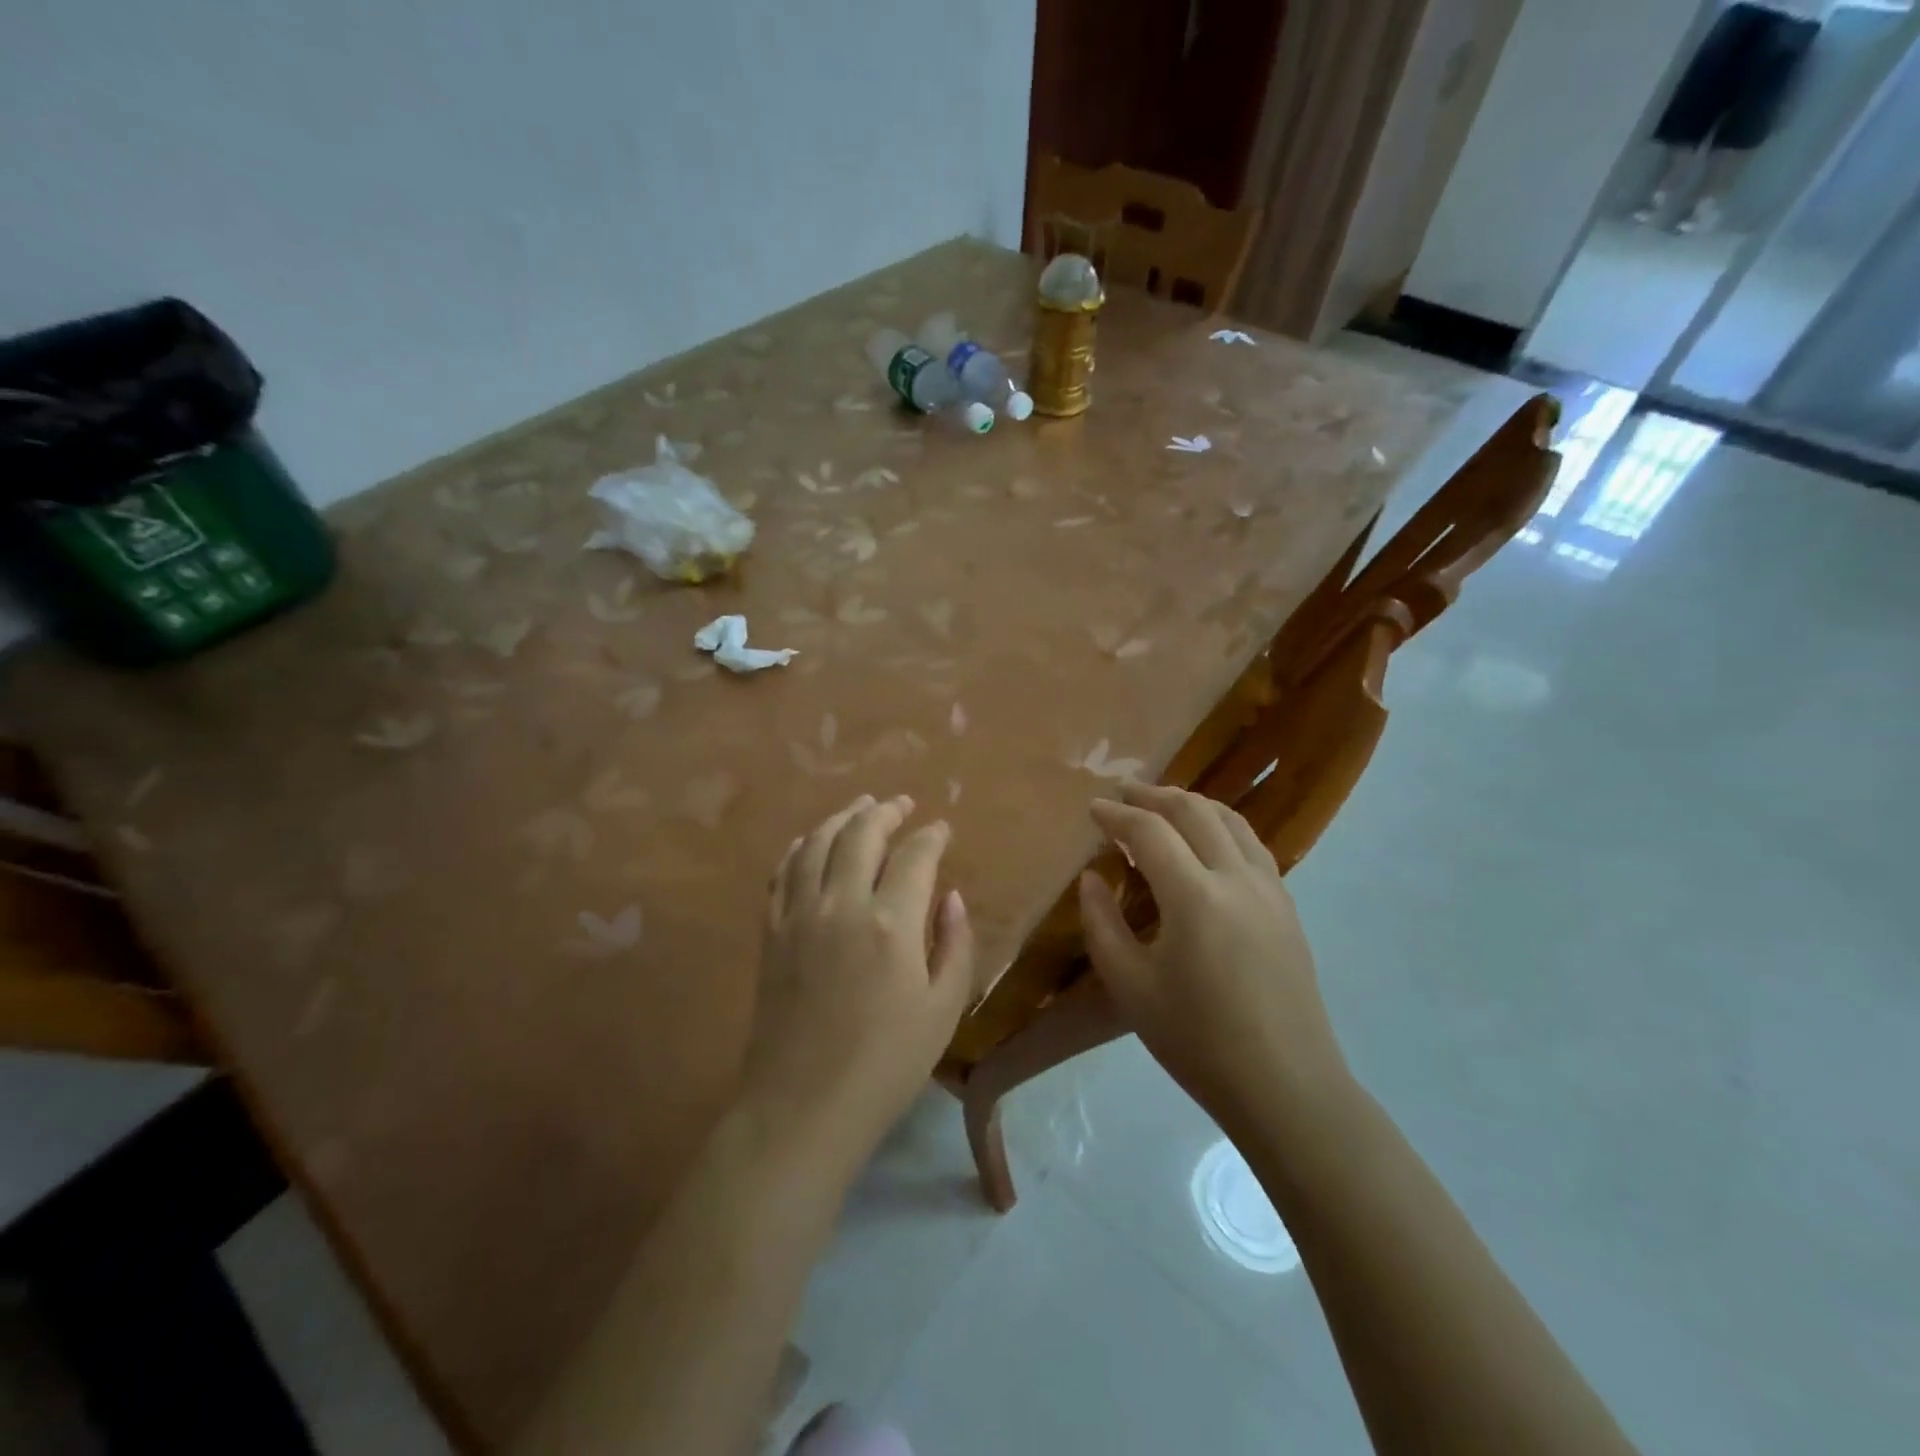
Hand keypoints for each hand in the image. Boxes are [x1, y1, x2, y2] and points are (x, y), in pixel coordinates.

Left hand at [743, 794, 975, 1166]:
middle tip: (901, 804)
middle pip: (861, 834)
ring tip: (860, 806)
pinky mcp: (771, 933)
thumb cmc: (885, 1065)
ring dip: (842, 818)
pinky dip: (800, 847)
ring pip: (817, 844)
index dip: (932, 836)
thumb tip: (951, 896)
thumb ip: (954, 944)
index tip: (942, 829)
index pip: (915, 856)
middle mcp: (842, 904)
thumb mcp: (943, 1011)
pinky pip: (783, 873)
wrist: (802, 1107)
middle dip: (885, 812)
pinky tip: (811, 841)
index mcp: (891, 923)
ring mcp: (799, 915)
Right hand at [1078, 783, 1348, 1129]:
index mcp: (1194, 896)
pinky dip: (1221, 826)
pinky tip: (1207, 842)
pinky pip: (1252, 844)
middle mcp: (1236, 878)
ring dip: (1192, 803)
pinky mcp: (1287, 906)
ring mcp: (1270, 889)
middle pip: (1194, 811)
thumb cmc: (1197, 1041)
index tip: (1093, 808)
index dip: (1117, 815)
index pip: (1149, 832)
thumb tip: (1093, 878)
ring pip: (1230, 820)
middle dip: (1154, 796)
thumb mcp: (1130, 986)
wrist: (1285, 1086)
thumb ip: (1102, 924)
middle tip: (1123, 794)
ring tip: (1162, 806)